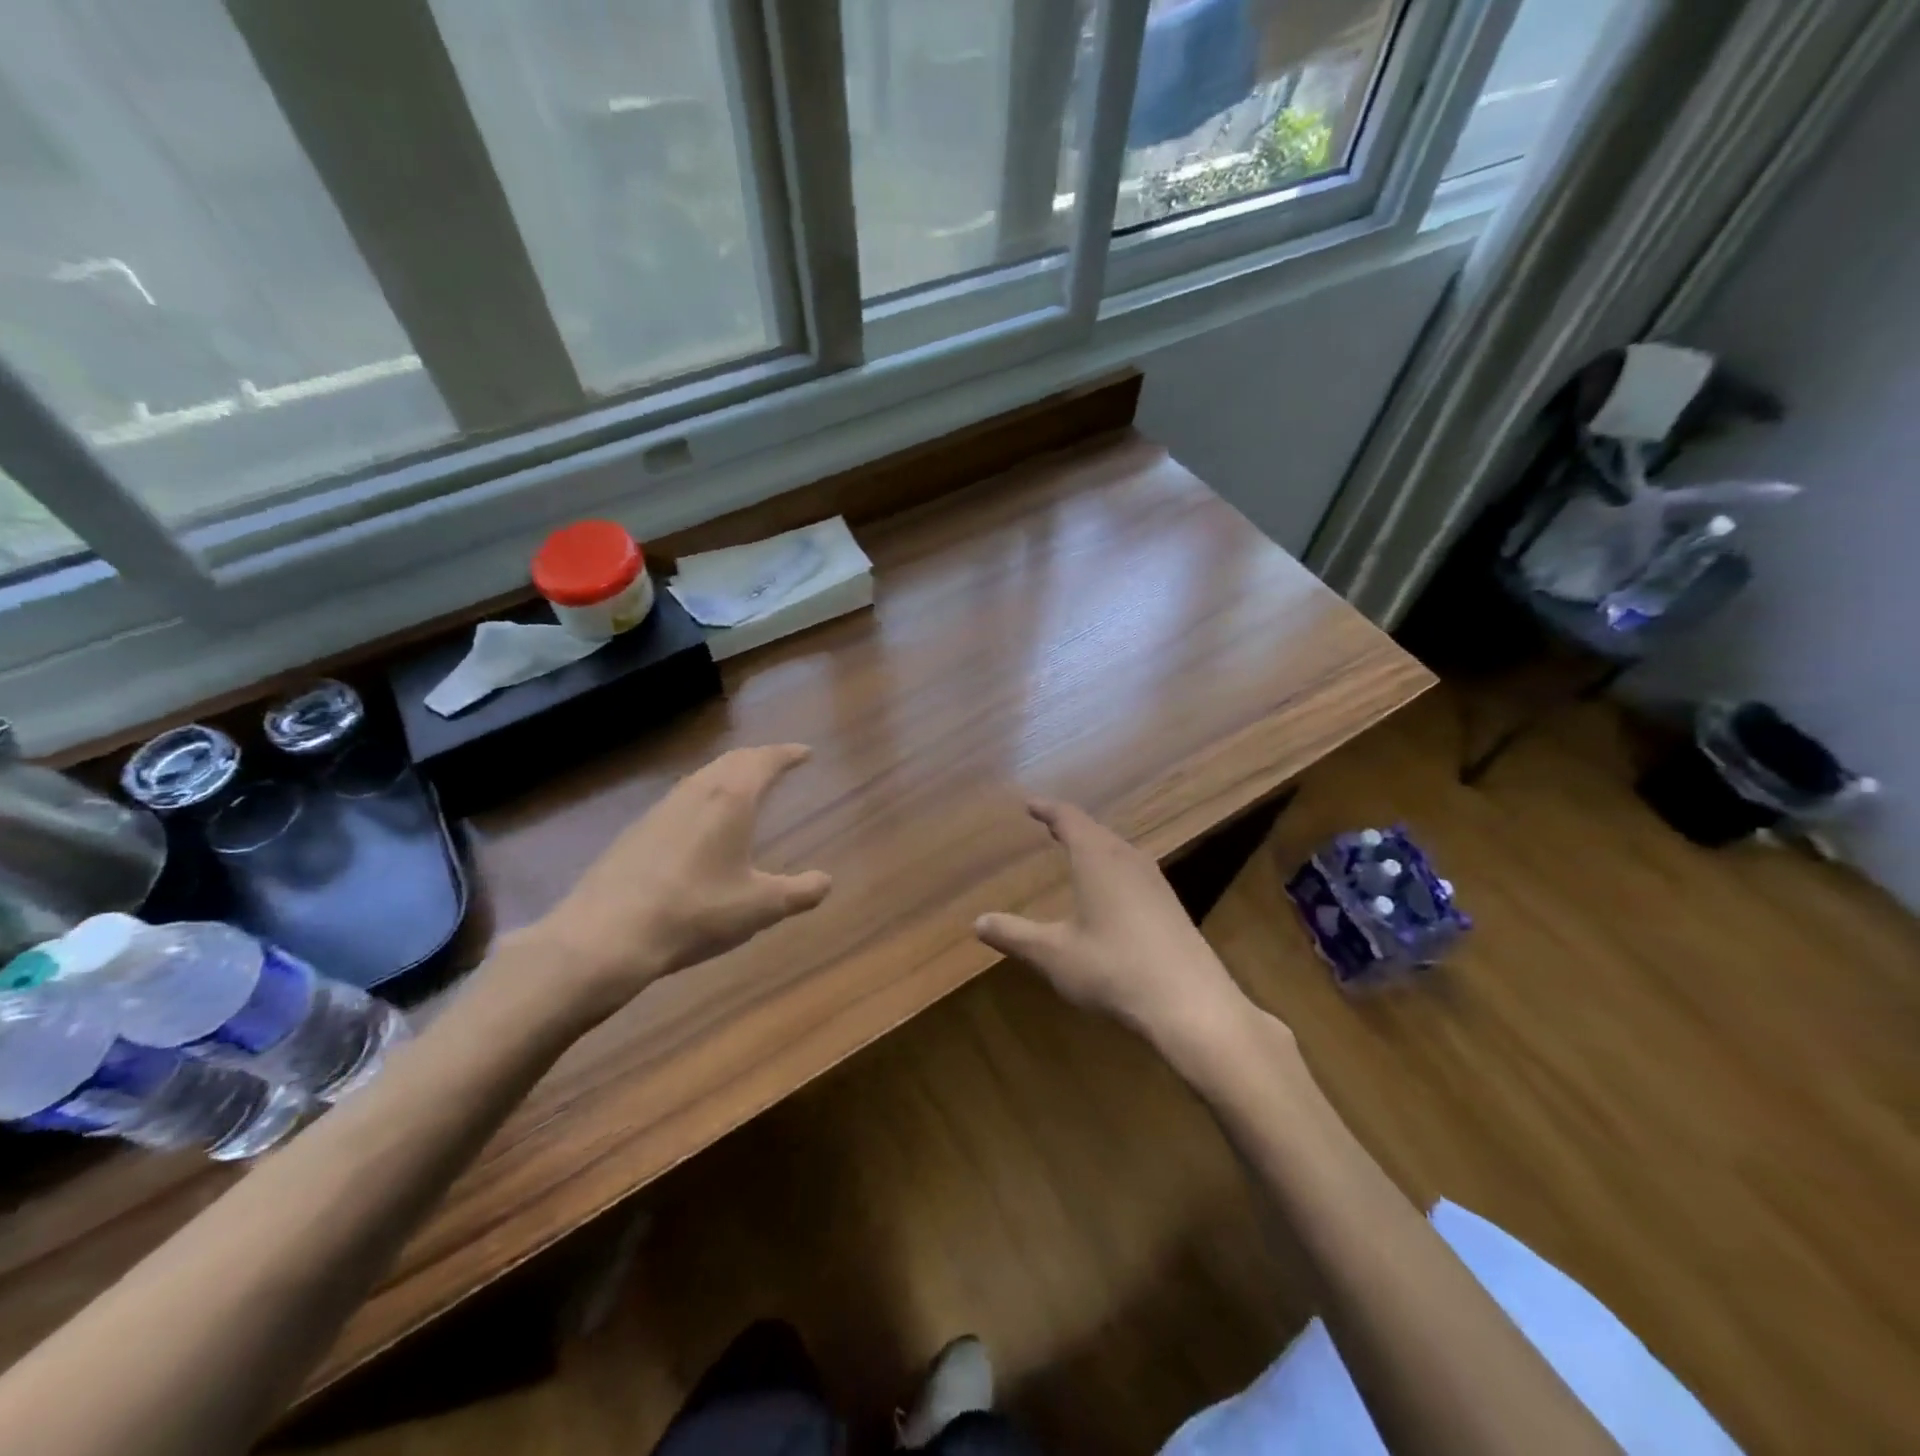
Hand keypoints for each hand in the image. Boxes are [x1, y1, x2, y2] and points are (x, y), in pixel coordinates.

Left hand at [518, 744, 831, 1027]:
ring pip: (702, 777)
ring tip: (743, 787)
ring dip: (728, 774)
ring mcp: (660, 810)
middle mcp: (695, 792)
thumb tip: (826, 881)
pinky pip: (680, 799)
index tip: (805, 753)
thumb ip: (800, 892)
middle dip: (758, 758)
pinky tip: (700, 823)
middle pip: (731, 761)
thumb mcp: (760, 907)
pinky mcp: (635, 832)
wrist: (607, 936)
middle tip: (777, 763)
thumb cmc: (696, 913)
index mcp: (730, 799)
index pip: (764, 761)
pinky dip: (703, 796)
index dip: (787, 754)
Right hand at [974, 800, 1257, 1057]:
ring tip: (1076, 852)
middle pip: (1096, 831)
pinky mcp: (1170, 907)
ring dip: (1095, 846)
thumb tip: (978, 923)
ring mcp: (1155, 883)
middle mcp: (1128, 859)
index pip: (1070, 818)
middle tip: (1049, 824)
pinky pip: (1133, 871)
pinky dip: (1112, 868)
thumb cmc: (1114, 969)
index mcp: (1098, 858)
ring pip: (1118, 850)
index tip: (1030, 804)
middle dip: (1071, 826)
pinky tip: (1110, 893)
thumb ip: (1015, 935)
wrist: (1191, 1005)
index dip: (1048, 809)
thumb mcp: (1054, 955)